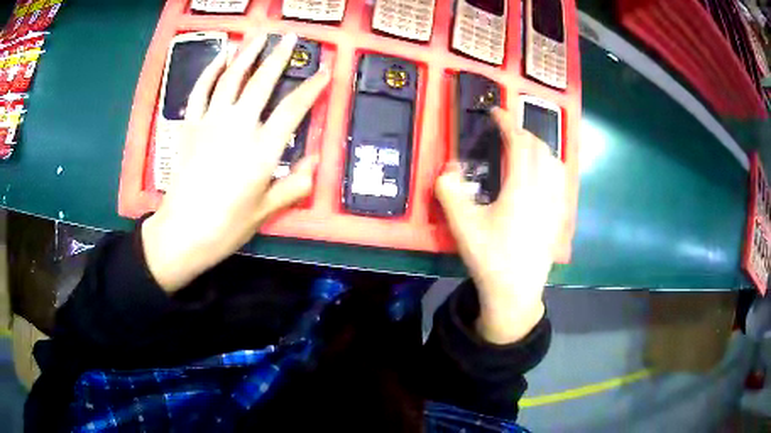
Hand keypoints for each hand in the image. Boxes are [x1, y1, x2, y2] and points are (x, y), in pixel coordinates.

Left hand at [142, 34, 329, 292]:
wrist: (182, 232)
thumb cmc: (226, 226)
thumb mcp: (265, 211)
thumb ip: (294, 185)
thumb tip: (315, 163)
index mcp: (263, 149)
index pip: (294, 109)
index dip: (312, 88)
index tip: (324, 72)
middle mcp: (239, 126)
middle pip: (263, 81)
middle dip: (280, 56)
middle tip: (290, 37)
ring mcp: (211, 122)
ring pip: (232, 78)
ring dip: (248, 53)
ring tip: (260, 37)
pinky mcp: (190, 125)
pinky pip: (201, 90)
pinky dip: (212, 70)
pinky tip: (222, 56)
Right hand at [435, 108, 565, 344]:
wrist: (515, 292)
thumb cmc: (490, 258)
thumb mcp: (462, 225)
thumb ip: (450, 191)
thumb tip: (449, 168)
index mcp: (522, 188)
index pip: (520, 143)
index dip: (507, 123)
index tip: (496, 112)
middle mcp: (544, 190)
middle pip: (541, 148)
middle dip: (523, 132)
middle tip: (505, 132)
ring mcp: (555, 204)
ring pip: (555, 163)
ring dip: (540, 148)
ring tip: (524, 150)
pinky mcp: (559, 217)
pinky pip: (561, 181)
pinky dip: (550, 167)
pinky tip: (541, 176)